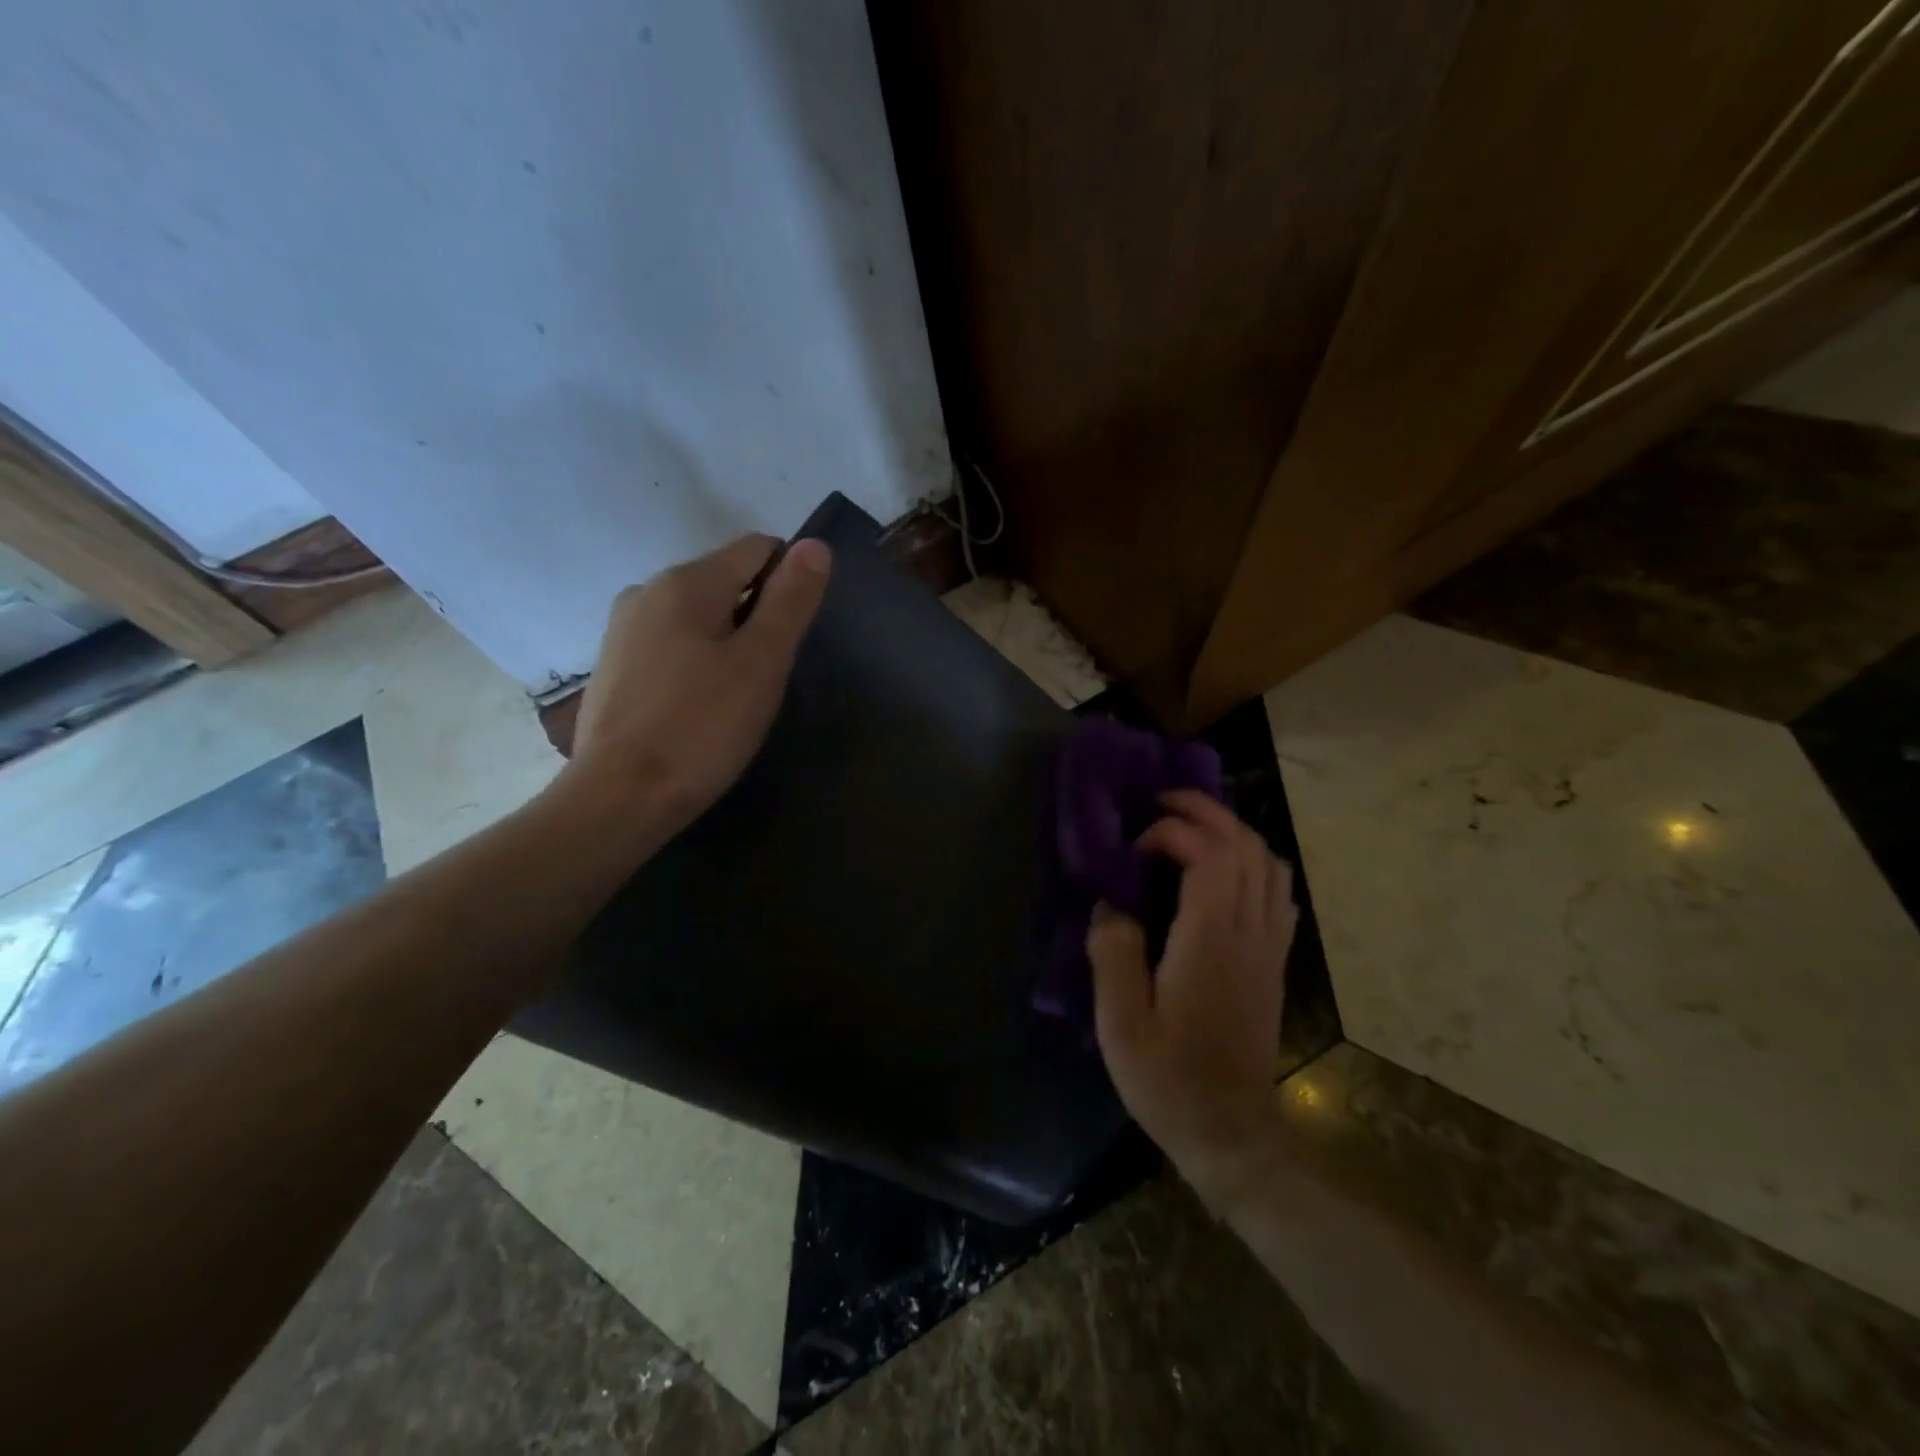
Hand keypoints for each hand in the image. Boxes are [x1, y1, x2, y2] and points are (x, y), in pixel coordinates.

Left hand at [562, 533, 830, 838]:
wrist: (620, 797)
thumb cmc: (702, 728)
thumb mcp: (762, 662)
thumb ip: (791, 600)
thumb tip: (815, 544)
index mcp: (687, 581)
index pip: (757, 548)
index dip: (789, 581)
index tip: (792, 635)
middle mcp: (647, 589)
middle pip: (725, 579)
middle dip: (756, 615)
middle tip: (767, 675)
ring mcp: (622, 627)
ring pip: (697, 614)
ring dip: (726, 639)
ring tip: (734, 695)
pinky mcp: (612, 664)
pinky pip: (669, 642)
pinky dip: (694, 659)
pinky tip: (697, 706)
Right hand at [1088, 790, 1298, 1204]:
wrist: (1233, 1134)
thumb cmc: (1170, 1081)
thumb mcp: (1121, 1025)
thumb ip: (1112, 954)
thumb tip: (1111, 905)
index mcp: (1209, 941)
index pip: (1210, 855)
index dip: (1173, 833)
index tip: (1135, 846)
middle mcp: (1248, 933)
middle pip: (1246, 847)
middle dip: (1207, 812)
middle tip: (1164, 803)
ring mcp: (1269, 947)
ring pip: (1269, 864)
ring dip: (1233, 832)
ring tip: (1192, 828)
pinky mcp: (1274, 962)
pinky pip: (1277, 892)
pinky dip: (1253, 863)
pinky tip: (1224, 874)